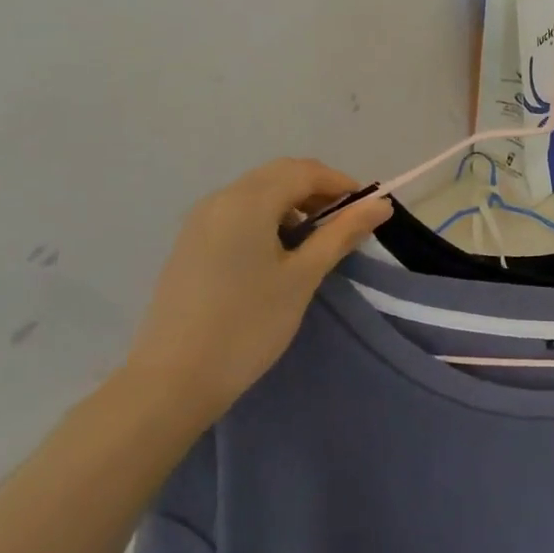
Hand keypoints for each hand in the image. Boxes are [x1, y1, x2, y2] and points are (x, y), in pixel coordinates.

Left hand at [118, 159, 391, 427]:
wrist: (172, 381)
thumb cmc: (248, 325)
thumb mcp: (303, 277)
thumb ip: (341, 234)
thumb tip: (381, 205)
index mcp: (248, 200)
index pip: (304, 171)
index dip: (340, 184)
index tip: (366, 212)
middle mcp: (220, 198)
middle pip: (278, 175)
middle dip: (316, 191)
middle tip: (344, 224)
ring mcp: (200, 220)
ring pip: (256, 192)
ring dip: (291, 203)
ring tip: (313, 242)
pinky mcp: (189, 243)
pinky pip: (236, 212)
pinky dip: (265, 218)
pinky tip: (276, 254)